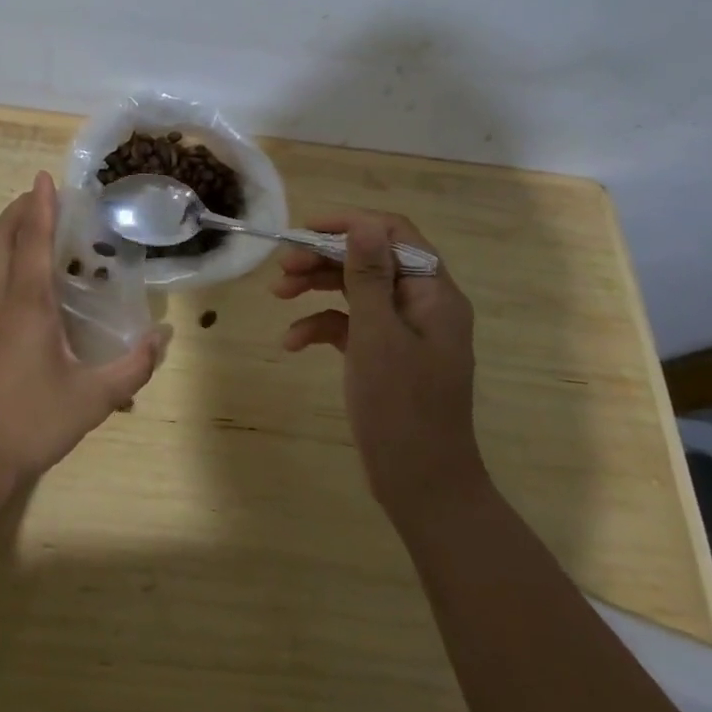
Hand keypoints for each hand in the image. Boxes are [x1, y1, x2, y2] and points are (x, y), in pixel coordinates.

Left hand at [0, 172, 169, 488]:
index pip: (33, 241)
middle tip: (43, 197)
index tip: (45, 176)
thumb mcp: (92, 399)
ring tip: (38, 228)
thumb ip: (132, 367)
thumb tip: (163, 337)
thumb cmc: (31, 422)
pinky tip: (31, 282)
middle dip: (18, 209)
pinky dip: (7, 259)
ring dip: (10, 232)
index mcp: (27, 305)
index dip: (41, 206)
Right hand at [273, 211, 482, 519]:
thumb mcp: (378, 335)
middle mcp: (421, 304)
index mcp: (433, 293)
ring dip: (317, 287)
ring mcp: (404, 331)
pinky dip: (322, 326)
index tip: (306, 231)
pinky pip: (351, 325)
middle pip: (370, 259)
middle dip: (324, 257)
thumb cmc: (402, 407)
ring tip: (278, 295)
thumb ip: (368, 276)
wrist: (423, 487)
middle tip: (283, 267)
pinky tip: (293, 343)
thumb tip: (363, 224)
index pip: (393, 234)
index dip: (350, 224)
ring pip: (356, 289)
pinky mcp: (386, 355)